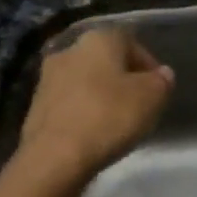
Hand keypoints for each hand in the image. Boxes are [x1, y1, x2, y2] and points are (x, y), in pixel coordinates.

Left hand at [16, 27, 173, 182]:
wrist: (53, 157)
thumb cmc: (108, 117)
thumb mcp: (151, 98)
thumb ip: (161, 82)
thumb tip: (162, 74)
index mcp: (98, 39)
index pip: (130, 40)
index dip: (148, 63)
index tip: (158, 88)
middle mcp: (69, 50)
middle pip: (104, 60)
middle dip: (122, 79)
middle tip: (139, 104)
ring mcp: (46, 78)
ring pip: (84, 81)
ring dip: (101, 95)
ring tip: (117, 122)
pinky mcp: (35, 106)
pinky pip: (69, 103)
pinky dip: (83, 112)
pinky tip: (93, 133)